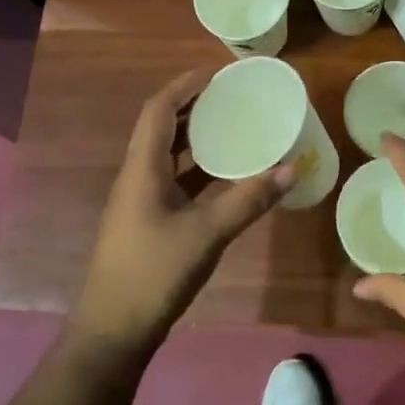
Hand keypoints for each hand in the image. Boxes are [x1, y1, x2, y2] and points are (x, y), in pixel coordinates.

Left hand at [71, 70, 292, 358]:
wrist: (112, 333)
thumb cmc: (153, 274)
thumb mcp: (206, 234)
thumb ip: (248, 200)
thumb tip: (291, 168)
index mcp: (142, 168)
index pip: (159, 109)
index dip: (185, 84)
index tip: (218, 71)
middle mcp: (137, 176)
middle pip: (163, 126)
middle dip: (195, 105)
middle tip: (233, 95)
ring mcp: (140, 200)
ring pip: (169, 154)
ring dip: (197, 136)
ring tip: (234, 125)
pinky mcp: (148, 221)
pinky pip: (175, 180)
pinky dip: (199, 169)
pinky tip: (226, 175)